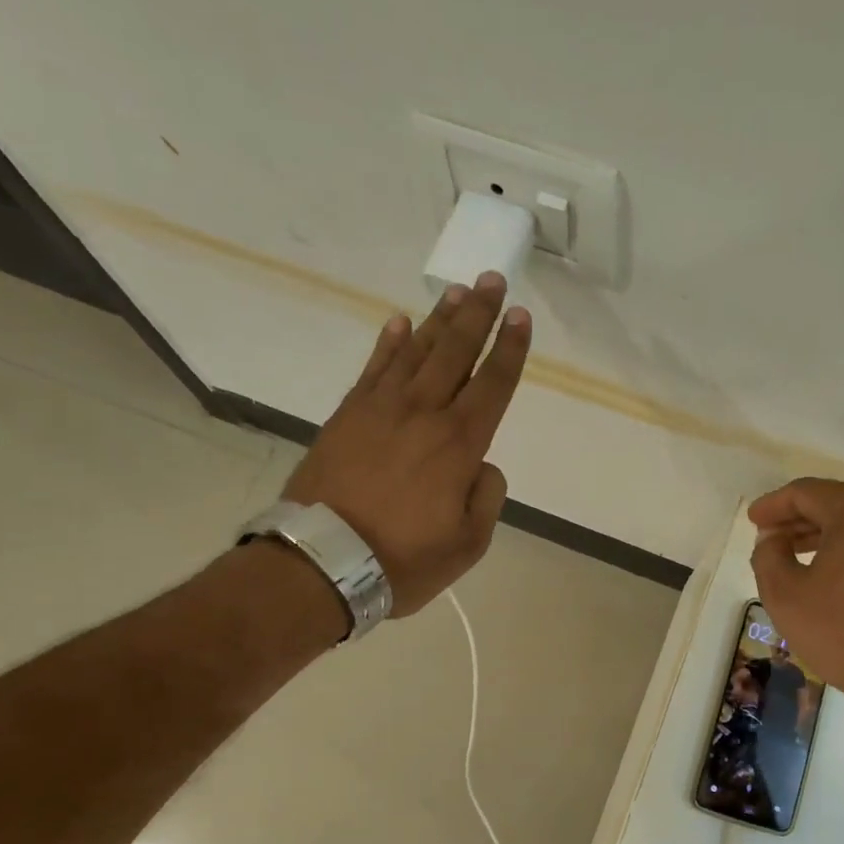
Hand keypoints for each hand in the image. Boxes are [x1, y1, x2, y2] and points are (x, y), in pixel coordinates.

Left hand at [282, 273, 528, 616]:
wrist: (324, 562)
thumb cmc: (403, 560)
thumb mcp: (467, 544)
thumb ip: (486, 498)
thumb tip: (482, 467)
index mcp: (459, 445)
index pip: (493, 385)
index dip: (510, 350)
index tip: (520, 316)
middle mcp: (423, 414)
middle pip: (456, 353)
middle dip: (478, 315)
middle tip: (492, 280)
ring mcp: (380, 409)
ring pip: (416, 352)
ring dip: (439, 319)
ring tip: (456, 291)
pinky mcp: (347, 415)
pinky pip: (373, 368)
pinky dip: (389, 342)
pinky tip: (400, 322)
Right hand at [748, 478, 843, 700]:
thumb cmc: (840, 627)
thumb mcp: (784, 593)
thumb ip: (768, 555)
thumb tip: (773, 538)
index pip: (805, 492)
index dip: (773, 505)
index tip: (753, 521)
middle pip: (833, 504)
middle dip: (797, 519)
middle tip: (769, 536)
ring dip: (820, 535)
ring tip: (792, 555)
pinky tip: (826, 572)